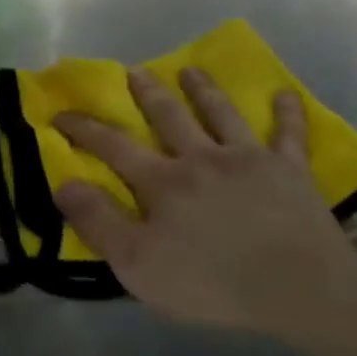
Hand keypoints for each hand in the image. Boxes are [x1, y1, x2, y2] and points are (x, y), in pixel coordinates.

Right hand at [53, 67, 356, 339]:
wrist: (294, 286)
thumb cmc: (210, 283)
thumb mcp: (138, 264)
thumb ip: (100, 223)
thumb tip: (65, 184)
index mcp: (164, 183)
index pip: (114, 147)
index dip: (85, 129)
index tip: (62, 113)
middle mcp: (203, 158)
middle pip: (169, 118)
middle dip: (148, 94)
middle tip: (135, 71)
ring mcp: (249, 159)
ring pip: (222, 114)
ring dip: (204, 90)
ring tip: (191, 69)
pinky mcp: (290, 170)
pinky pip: (289, 134)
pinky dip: (287, 113)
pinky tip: (285, 94)